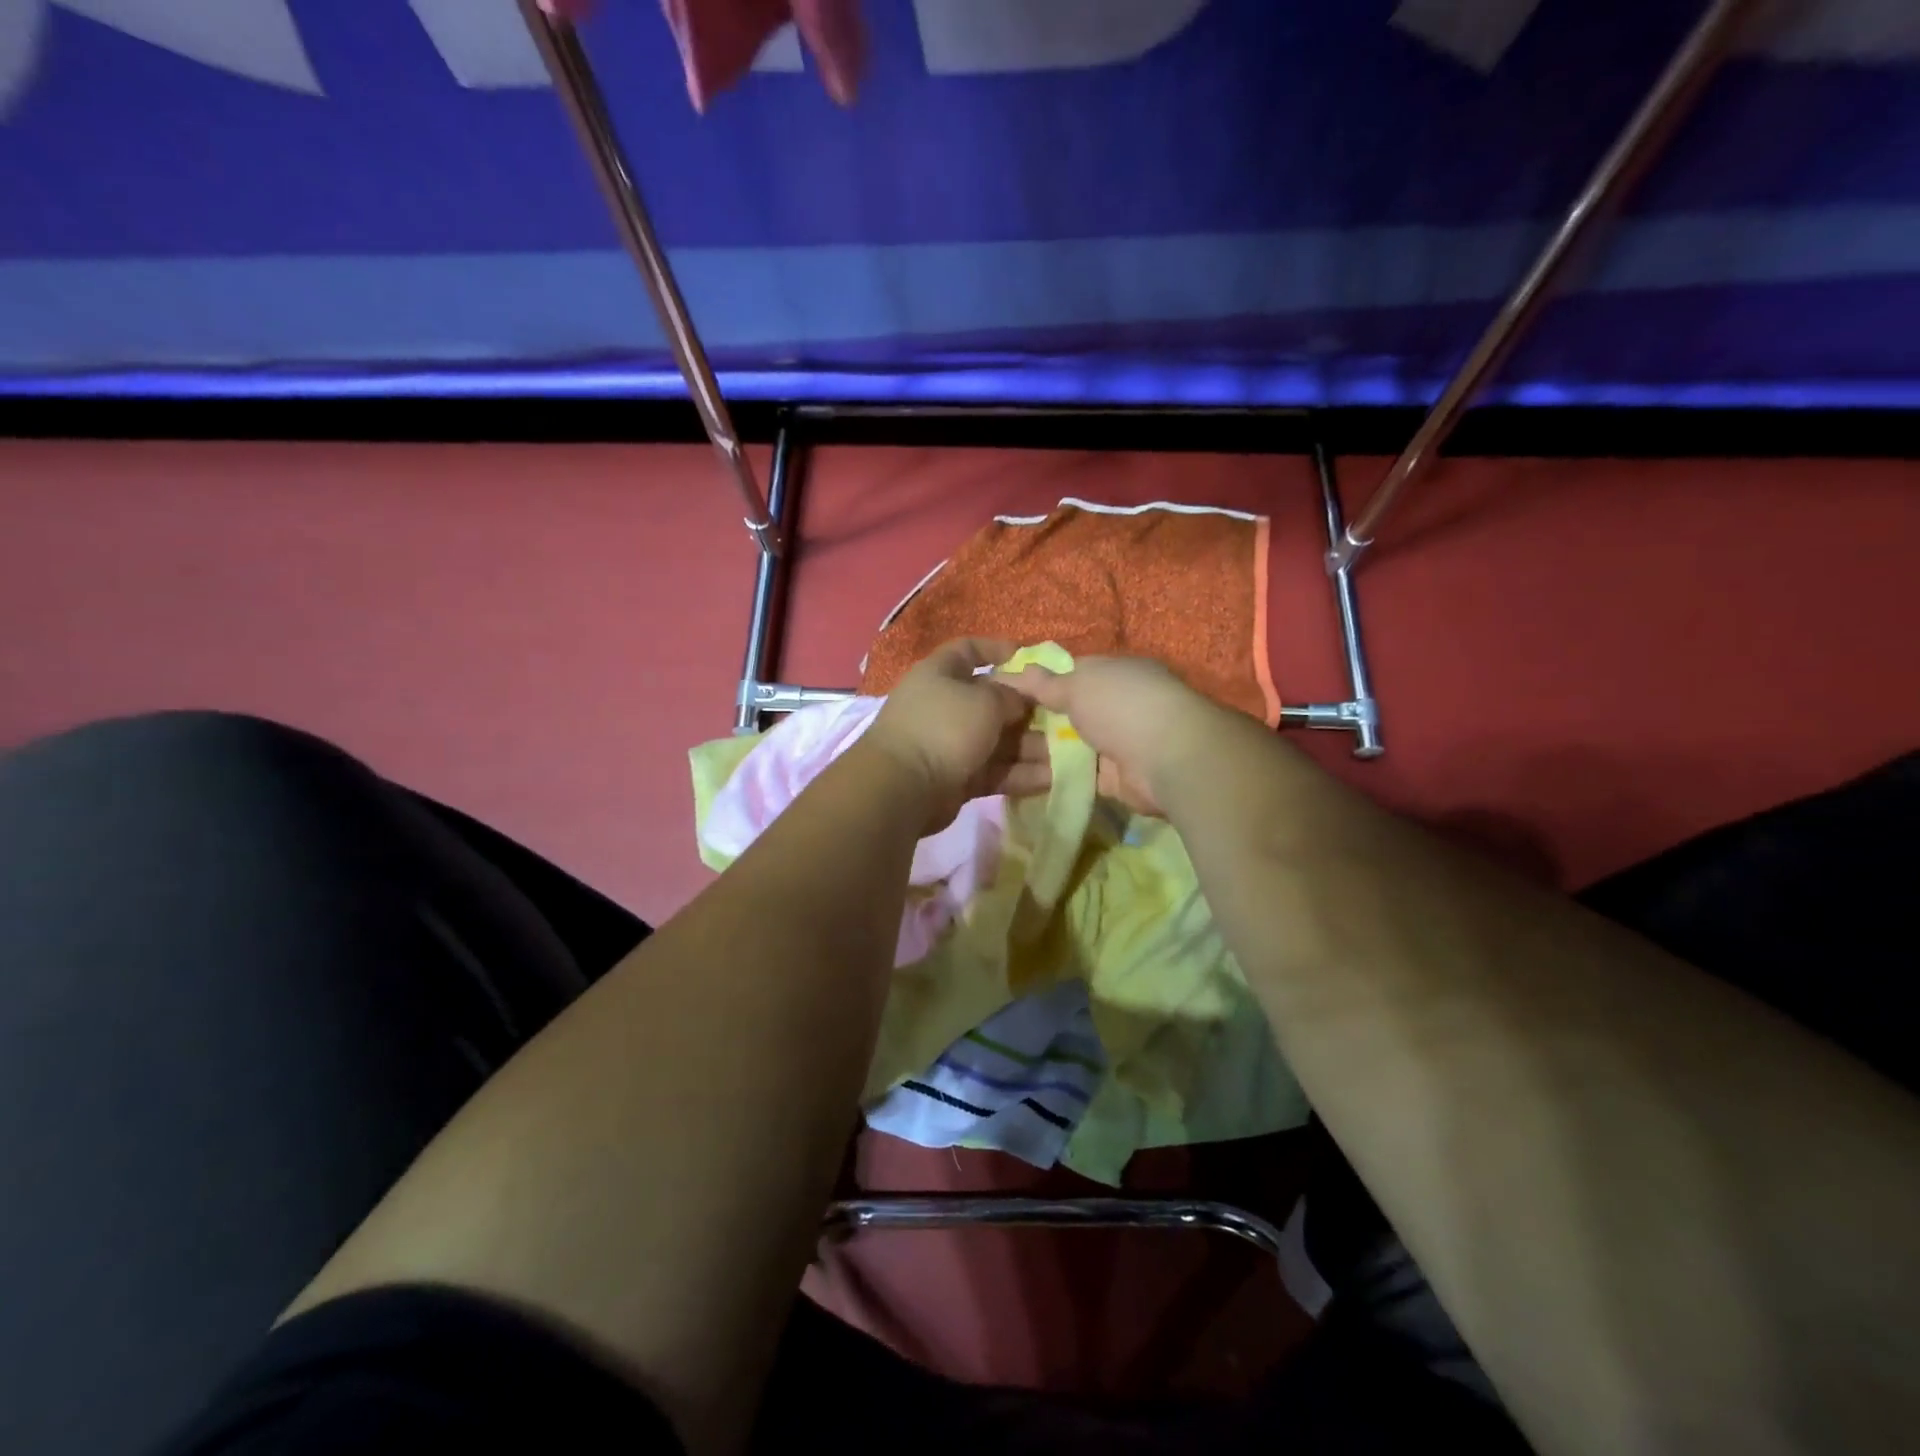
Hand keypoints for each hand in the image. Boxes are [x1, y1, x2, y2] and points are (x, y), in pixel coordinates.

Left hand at [863, 640, 1050, 833]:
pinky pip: (993, 771)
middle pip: (991, 702)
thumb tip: (1019, 702)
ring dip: (1030, 748)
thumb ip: (1011, 696)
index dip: (997, 649)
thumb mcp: (986, 701)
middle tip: (1063, 719)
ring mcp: (948, 743)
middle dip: (1027, 711)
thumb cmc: (945, 727)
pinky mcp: (955, 778)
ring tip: (1067, 756)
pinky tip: (1051, 780)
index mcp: (940, 674)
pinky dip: (1019, 774)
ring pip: (996, 741)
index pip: (968, 650)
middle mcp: (943, 705)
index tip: (1029, 656)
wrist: (903, 786)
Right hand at [1002, 655, 1223, 815]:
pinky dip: (1060, 776)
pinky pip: (1081, 774)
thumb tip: (1013, 670)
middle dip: (1042, 719)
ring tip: (1006, 754)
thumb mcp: (1076, 685)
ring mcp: (1120, 741)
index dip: (1043, 682)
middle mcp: (1120, 704)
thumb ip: (1045, 683)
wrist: (1167, 758)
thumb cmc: (1121, 705)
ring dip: (1048, 749)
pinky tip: (1028, 777)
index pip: (1073, 673)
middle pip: (1073, 710)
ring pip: (1075, 744)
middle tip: (1001, 727)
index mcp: (1116, 672)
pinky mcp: (1118, 777)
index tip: (1008, 693)